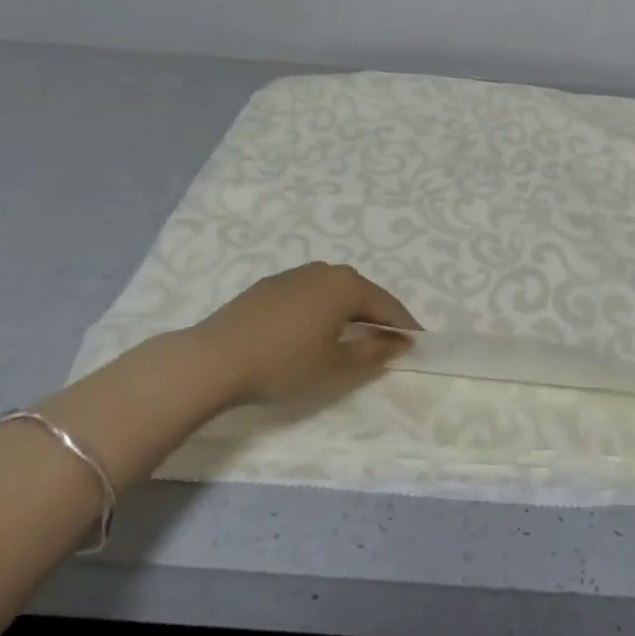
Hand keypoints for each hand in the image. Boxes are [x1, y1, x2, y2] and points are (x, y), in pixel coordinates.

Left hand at [187, 262, 419, 406]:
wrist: (215, 358)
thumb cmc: (284, 363)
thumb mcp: (335, 365)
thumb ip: (372, 351)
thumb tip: (399, 342)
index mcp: (346, 285)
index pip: (387, 305)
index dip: (404, 326)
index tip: (419, 343)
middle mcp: (325, 270)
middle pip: (362, 293)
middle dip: (378, 315)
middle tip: (389, 340)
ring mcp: (295, 274)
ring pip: (334, 291)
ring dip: (349, 310)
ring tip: (354, 335)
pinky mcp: (270, 285)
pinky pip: (310, 294)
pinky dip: (323, 309)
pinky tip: (315, 329)